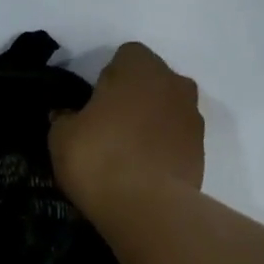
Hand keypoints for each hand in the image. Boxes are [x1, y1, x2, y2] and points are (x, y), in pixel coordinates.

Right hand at [50, 42, 203, 217]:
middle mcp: (175, 84)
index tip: (93, 104)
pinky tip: (141, 172)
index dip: (107, 77)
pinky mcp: (201, 151)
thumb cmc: (99, 158)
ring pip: (166, 110)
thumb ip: (64, 117)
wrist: (147, 208)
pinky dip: (161, 148)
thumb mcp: (61, 136)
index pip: (125, 56)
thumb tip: (67, 115)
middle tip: (107, 127)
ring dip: (149, 123)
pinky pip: (175, 140)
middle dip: (132, 98)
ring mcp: (193, 118)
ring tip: (125, 154)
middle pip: (151, 81)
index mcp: (141, 68)